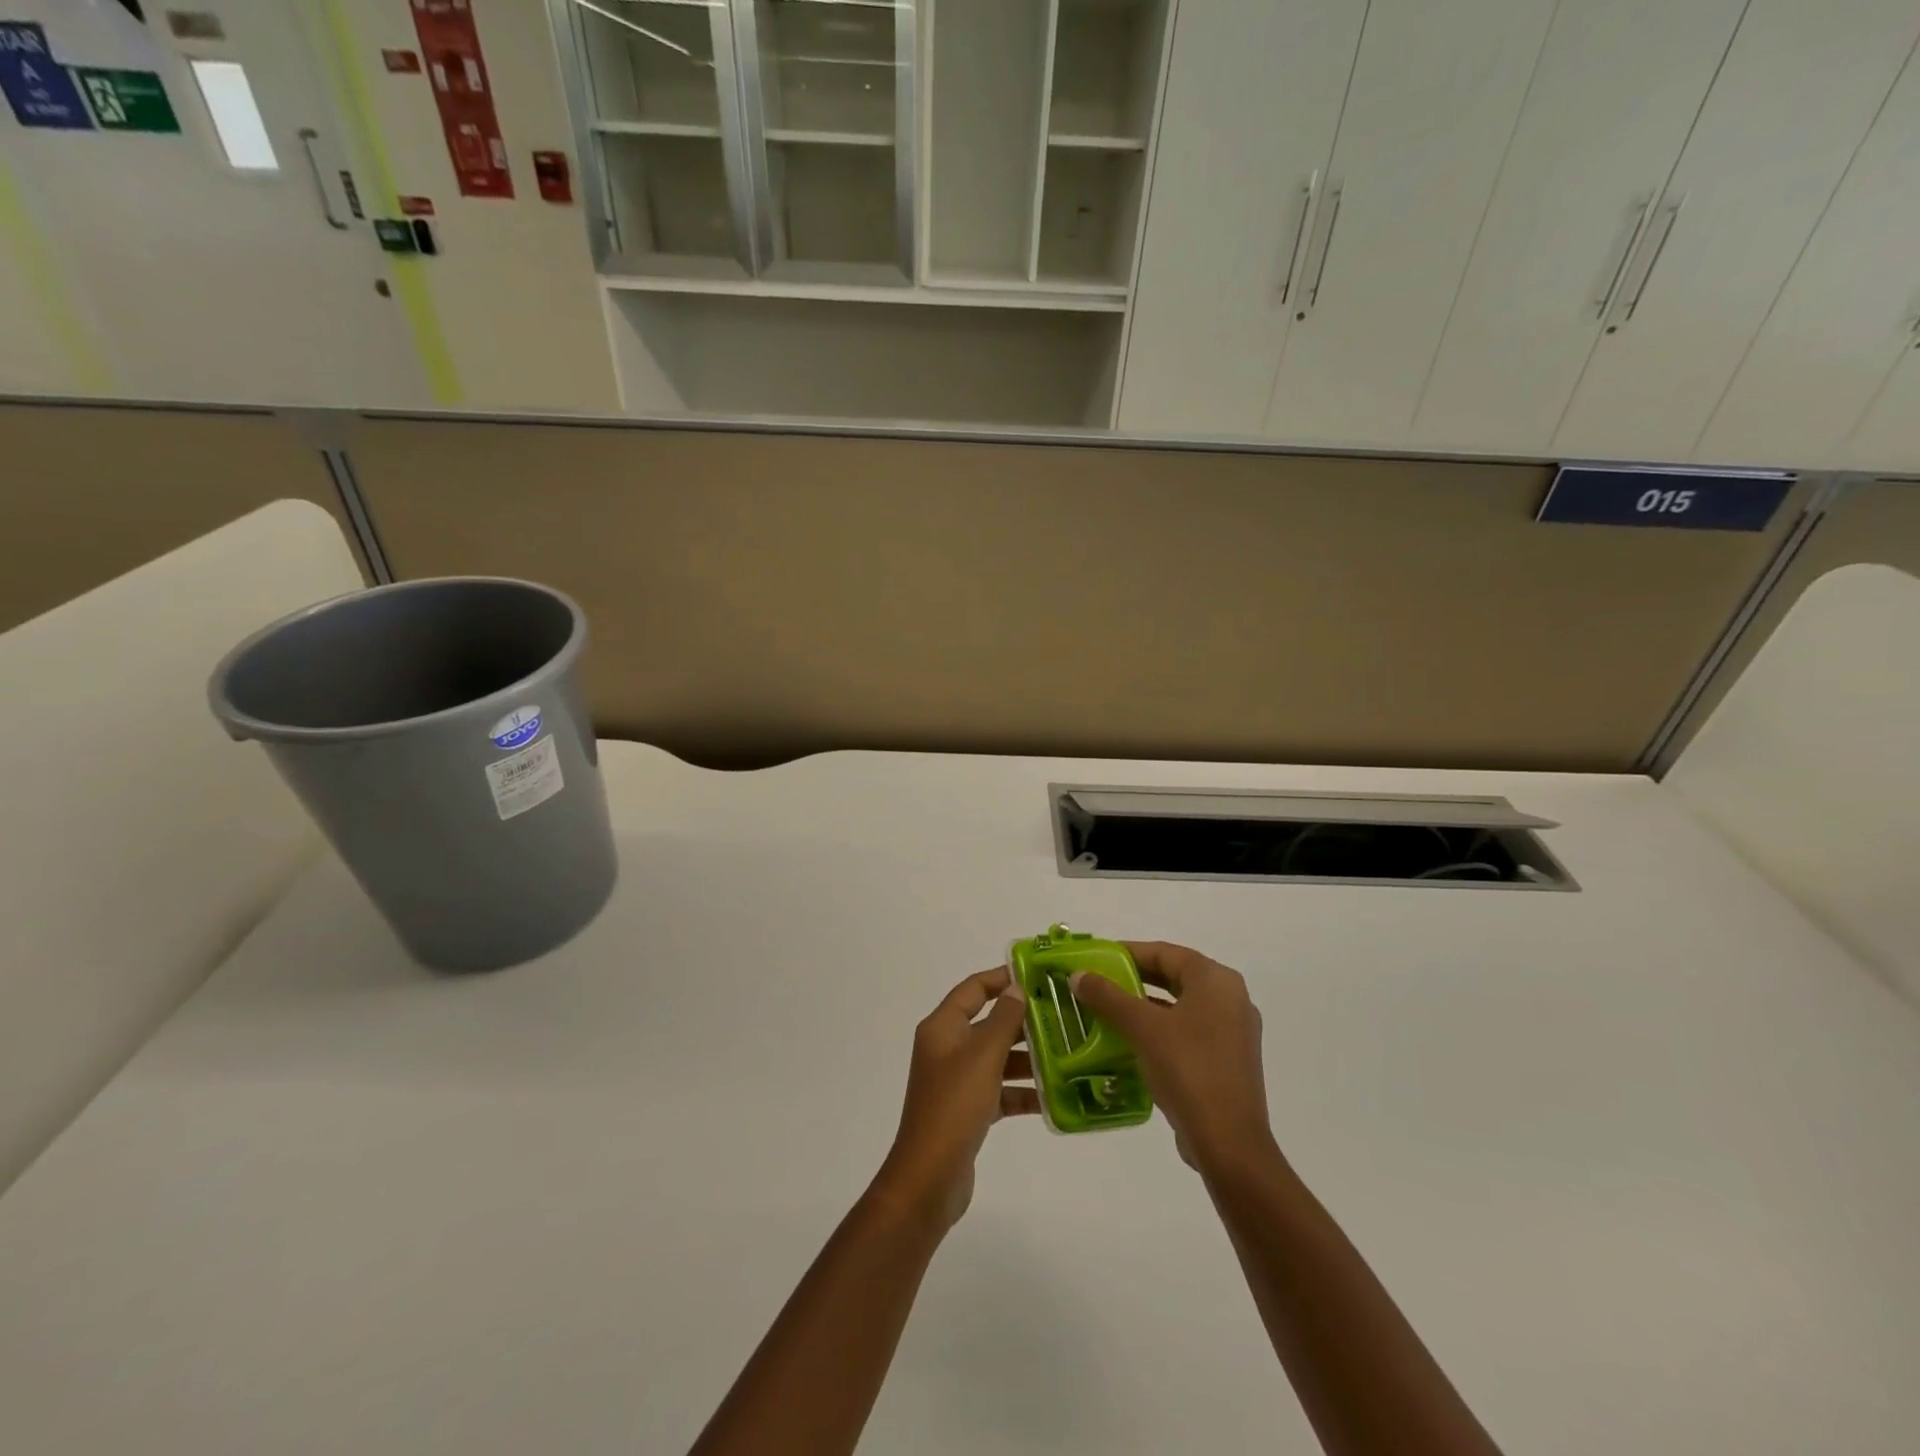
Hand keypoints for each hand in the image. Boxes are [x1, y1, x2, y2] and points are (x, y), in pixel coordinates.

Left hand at [874, 967, 1037, 1228]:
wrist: (930, 1177)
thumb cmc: (954, 1105)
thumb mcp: (983, 1055)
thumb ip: (1003, 1019)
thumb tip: (1016, 988)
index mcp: (942, 1027)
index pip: (973, 989)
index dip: (1001, 978)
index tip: (1036, 976)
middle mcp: (947, 1048)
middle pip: (989, 1024)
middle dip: (1023, 1022)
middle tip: (1063, 1017)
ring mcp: (956, 1081)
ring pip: (997, 1059)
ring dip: (1028, 1059)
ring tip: (1068, 1056)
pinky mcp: (968, 1110)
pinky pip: (1000, 1091)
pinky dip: (1022, 1092)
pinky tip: (1054, 1097)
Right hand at [1070, 942, 1275, 1175]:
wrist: (1229, 1143)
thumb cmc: (1188, 1069)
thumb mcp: (1142, 1028)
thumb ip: (1108, 997)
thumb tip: (1078, 975)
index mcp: (1216, 980)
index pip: (1165, 952)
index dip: (1128, 952)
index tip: (1096, 957)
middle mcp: (1230, 998)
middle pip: (1174, 977)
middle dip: (1134, 979)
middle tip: (1097, 983)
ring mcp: (1233, 1032)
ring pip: (1180, 1007)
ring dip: (1144, 1007)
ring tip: (1106, 1012)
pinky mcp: (1228, 1061)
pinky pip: (1188, 1032)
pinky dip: (1160, 1031)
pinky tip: (1130, 1043)